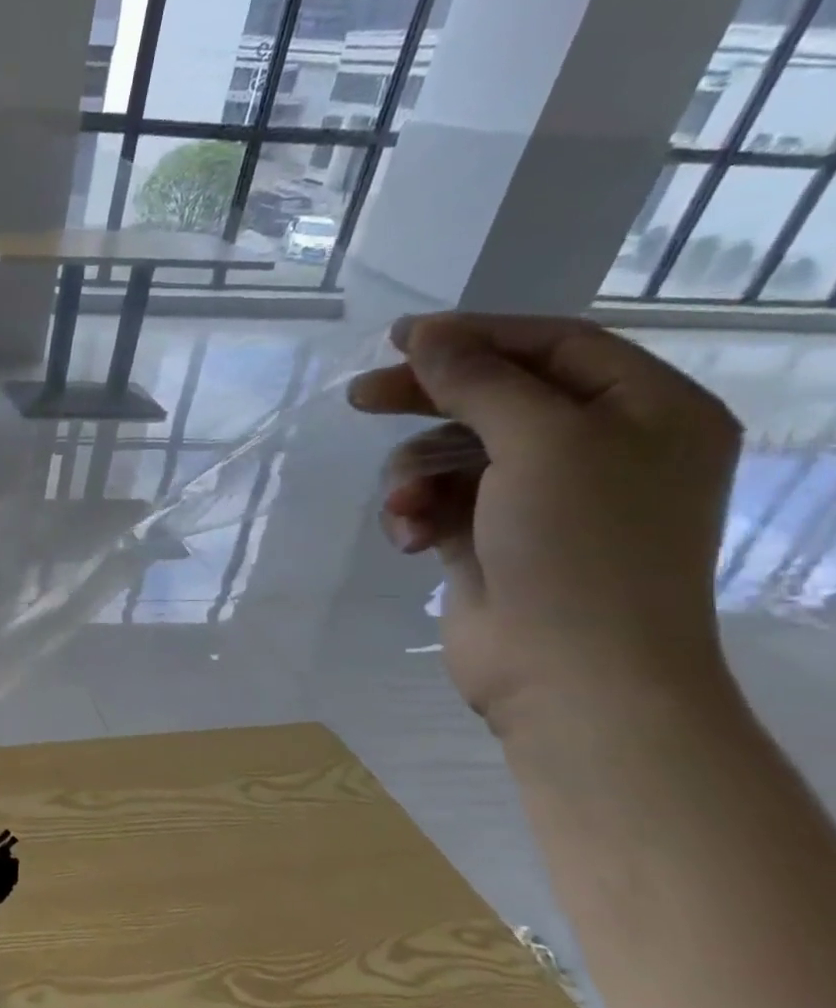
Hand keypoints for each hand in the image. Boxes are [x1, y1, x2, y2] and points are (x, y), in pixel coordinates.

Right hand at [347, 313, 741, 733]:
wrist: (571, 672)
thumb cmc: (579, 545)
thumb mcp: (539, 442)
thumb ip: (479, 381)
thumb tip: (427, 335)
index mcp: (646, 412)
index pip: (555, 345)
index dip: (477, 335)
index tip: (401, 338)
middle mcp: (600, 448)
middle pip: (496, 397)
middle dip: (427, 399)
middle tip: (361, 397)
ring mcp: (544, 498)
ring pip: (455, 454)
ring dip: (416, 474)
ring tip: (405, 506)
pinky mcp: (493, 538)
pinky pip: (441, 501)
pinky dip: (417, 512)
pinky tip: (408, 537)